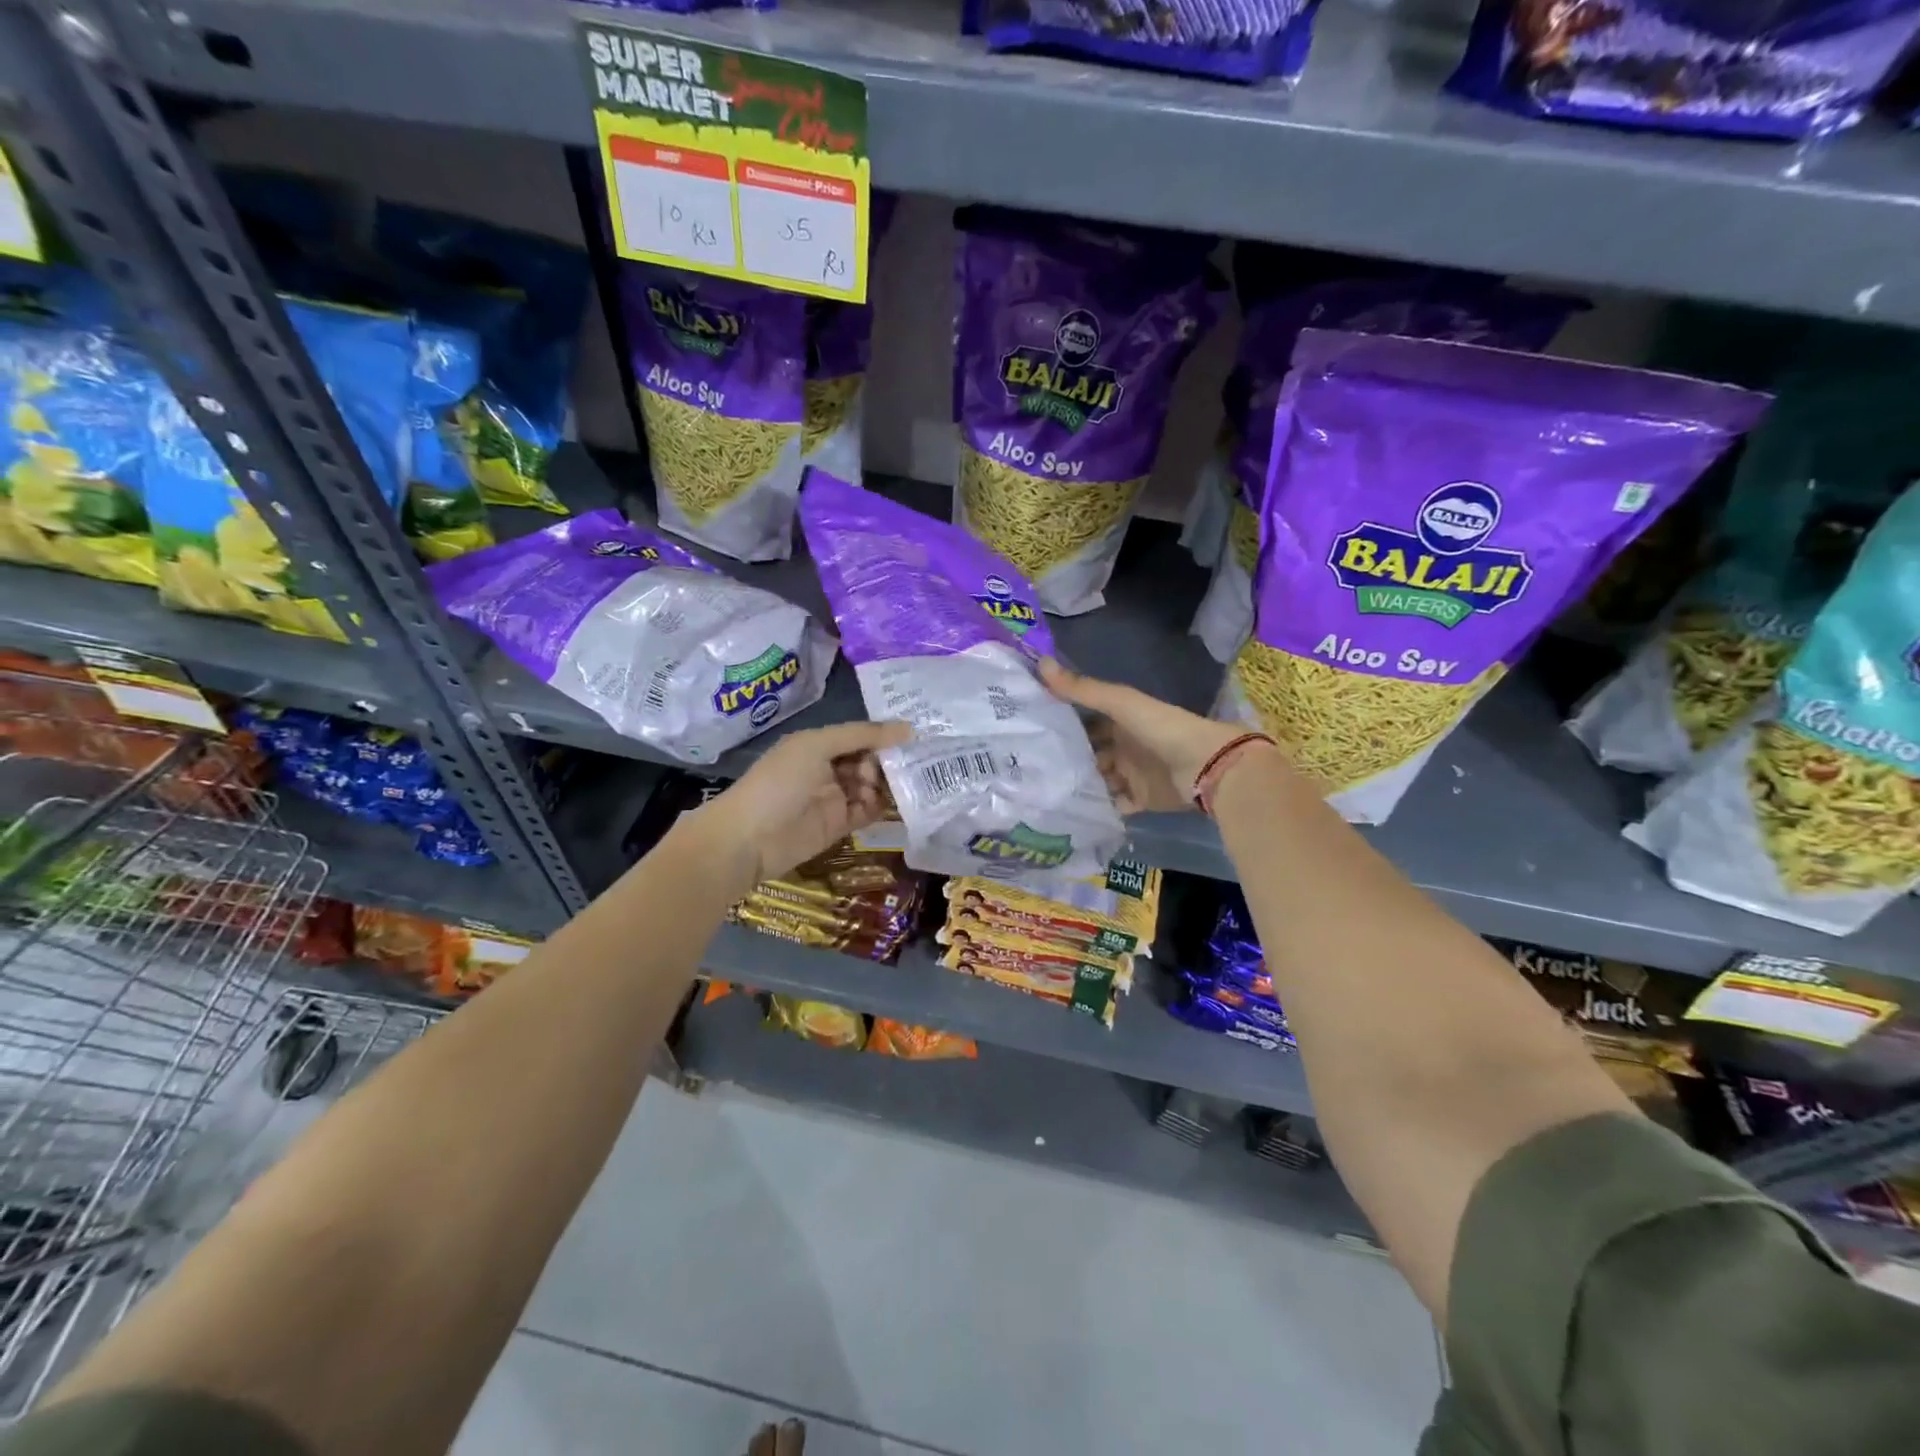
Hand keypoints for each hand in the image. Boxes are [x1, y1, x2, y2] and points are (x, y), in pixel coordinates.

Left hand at [691, 719, 911, 888]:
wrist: (747, 839)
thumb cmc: (779, 783)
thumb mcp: (816, 746)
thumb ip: (861, 736)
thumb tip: (908, 728)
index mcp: (818, 744)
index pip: (860, 736)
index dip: (885, 735)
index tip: (917, 736)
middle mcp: (827, 768)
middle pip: (868, 761)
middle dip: (890, 761)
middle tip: (918, 763)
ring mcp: (833, 798)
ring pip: (871, 786)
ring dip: (889, 784)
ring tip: (911, 784)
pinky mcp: (839, 825)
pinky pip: (868, 811)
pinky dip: (884, 806)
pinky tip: (901, 802)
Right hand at [1039, 658, 1249, 813]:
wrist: (1205, 766)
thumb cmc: (1161, 727)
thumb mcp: (1119, 703)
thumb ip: (1081, 689)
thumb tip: (1039, 663)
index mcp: (1121, 720)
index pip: (1085, 721)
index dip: (1061, 723)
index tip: (1029, 729)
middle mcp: (1124, 746)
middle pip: (1090, 753)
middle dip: (1066, 759)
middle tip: (1029, 768)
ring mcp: (1132, 774)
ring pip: (1099, 780)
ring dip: (1079, 785)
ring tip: (1043, 792)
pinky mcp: (1141, 800)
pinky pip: (1115, 804)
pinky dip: (1099, 808)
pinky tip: (1071, 811)